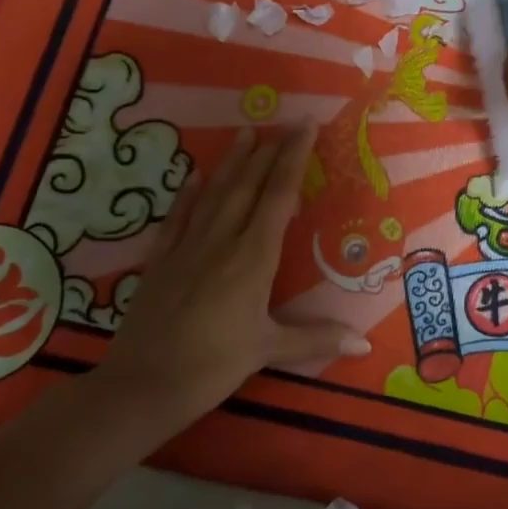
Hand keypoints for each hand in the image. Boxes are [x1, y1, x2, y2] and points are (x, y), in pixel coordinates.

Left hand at [93, 125, 369, 439]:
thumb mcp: (268, 350)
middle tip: (283, 123)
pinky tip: (195, 176)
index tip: (304, 127)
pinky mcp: (161, 261)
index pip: (279, 196)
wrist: (142, 385)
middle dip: (268, 152)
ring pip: (214, 194)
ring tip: (245, 132)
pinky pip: (178, 218)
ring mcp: (187, 248)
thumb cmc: (212, 366)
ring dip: (232, 162)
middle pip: (248, 186)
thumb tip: (365, 344)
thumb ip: (316, 339)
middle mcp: (221, 241)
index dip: (293, 159)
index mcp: (253, 258)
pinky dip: (188, 194)